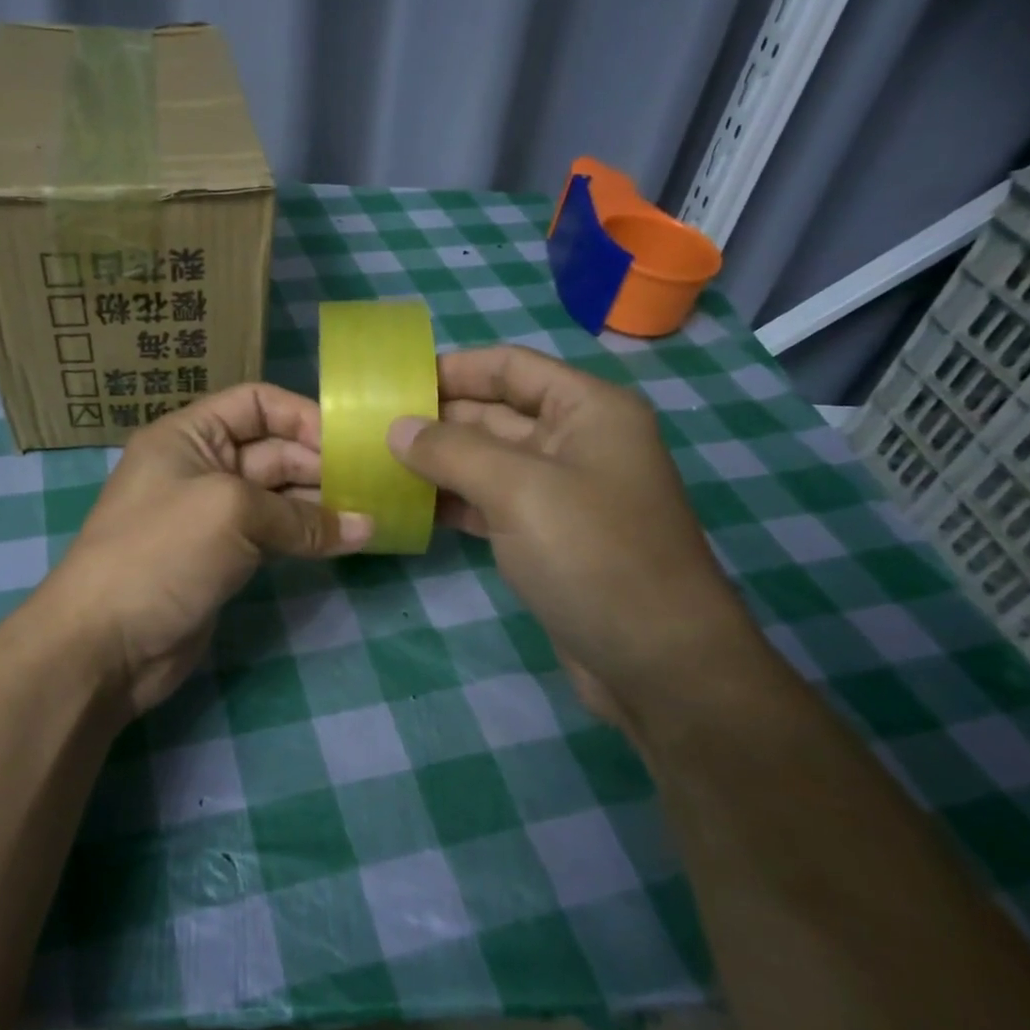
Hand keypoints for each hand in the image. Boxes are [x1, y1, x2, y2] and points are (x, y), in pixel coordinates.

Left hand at [44, 384, 371, 718]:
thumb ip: (301, 517)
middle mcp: (200, 466)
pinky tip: (346, 542)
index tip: (350, 442)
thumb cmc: (161, 553)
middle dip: (321, 464)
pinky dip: (307, 536)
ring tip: (372, 514)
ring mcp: (212, 515)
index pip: (256, 404)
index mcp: (189, 435)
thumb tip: (366, 527)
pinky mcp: (223, 558)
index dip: (303, 416)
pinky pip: (273, 535)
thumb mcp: (231, 514)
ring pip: (277, 496)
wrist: (105, 643)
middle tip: (376, 484)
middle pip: (273, 450)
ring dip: (321, 504)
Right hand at [387, 346, 763, 725]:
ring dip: (439, 461)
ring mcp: (562, 492)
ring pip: (489, 461)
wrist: (657, 661)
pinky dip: (454, 501)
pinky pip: (491, 502)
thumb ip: (451, 451)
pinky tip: (411, 505)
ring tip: (378, 462)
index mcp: (588, 409)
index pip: (510, 367)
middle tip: (372, 426)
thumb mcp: (518, 490)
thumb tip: (396, 428)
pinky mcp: (547, 536)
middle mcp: (577, 441)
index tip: (394, 382)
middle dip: (437, 418)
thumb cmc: (593, 555)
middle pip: (496, 412)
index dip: (453, 369)